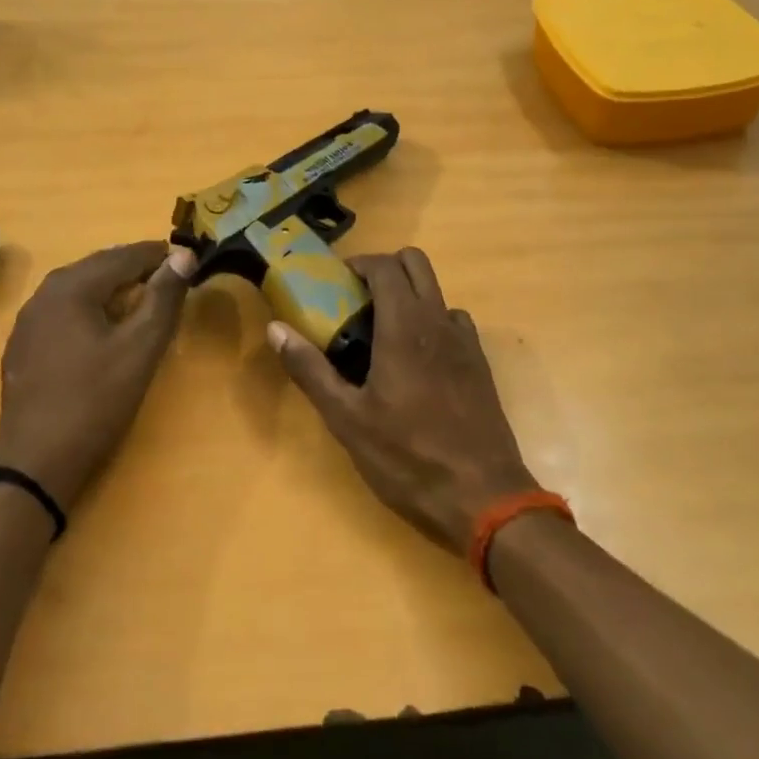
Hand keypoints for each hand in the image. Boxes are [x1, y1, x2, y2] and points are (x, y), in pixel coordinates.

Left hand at [0, 241, 194, 508]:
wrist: (35, 462)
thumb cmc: (95, 400)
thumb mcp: (141, 348)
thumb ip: (164, 298)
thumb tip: (184, 255)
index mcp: (72, 286)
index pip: (125, 255)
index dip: (161, 255)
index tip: (190, 259)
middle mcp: (45, 292)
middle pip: (100, 266)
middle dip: (137, 267)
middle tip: (172, 278)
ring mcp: (29, 319)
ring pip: (81, 288)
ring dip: (115, 287)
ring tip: (146, 299)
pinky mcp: (24, 345)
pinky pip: (66, 310)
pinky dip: (93, 307)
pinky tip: (107, 328)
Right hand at [266, 247, 539, 553]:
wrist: (483, 496)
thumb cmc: (407, 457)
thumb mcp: (347, 419)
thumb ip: (311, 369)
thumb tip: (276, 328)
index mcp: (404, 326)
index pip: (385, 266)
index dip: (358, 264)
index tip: (336, 283)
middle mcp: (438, 322)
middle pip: (416, 263)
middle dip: (385, 268)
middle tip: (357, 300)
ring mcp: (465, 341)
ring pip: (436, 292)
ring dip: (409, 295)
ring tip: (382, 332)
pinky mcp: (480, 364)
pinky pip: (454, 323)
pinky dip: (432, 323)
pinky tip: (416, 361)